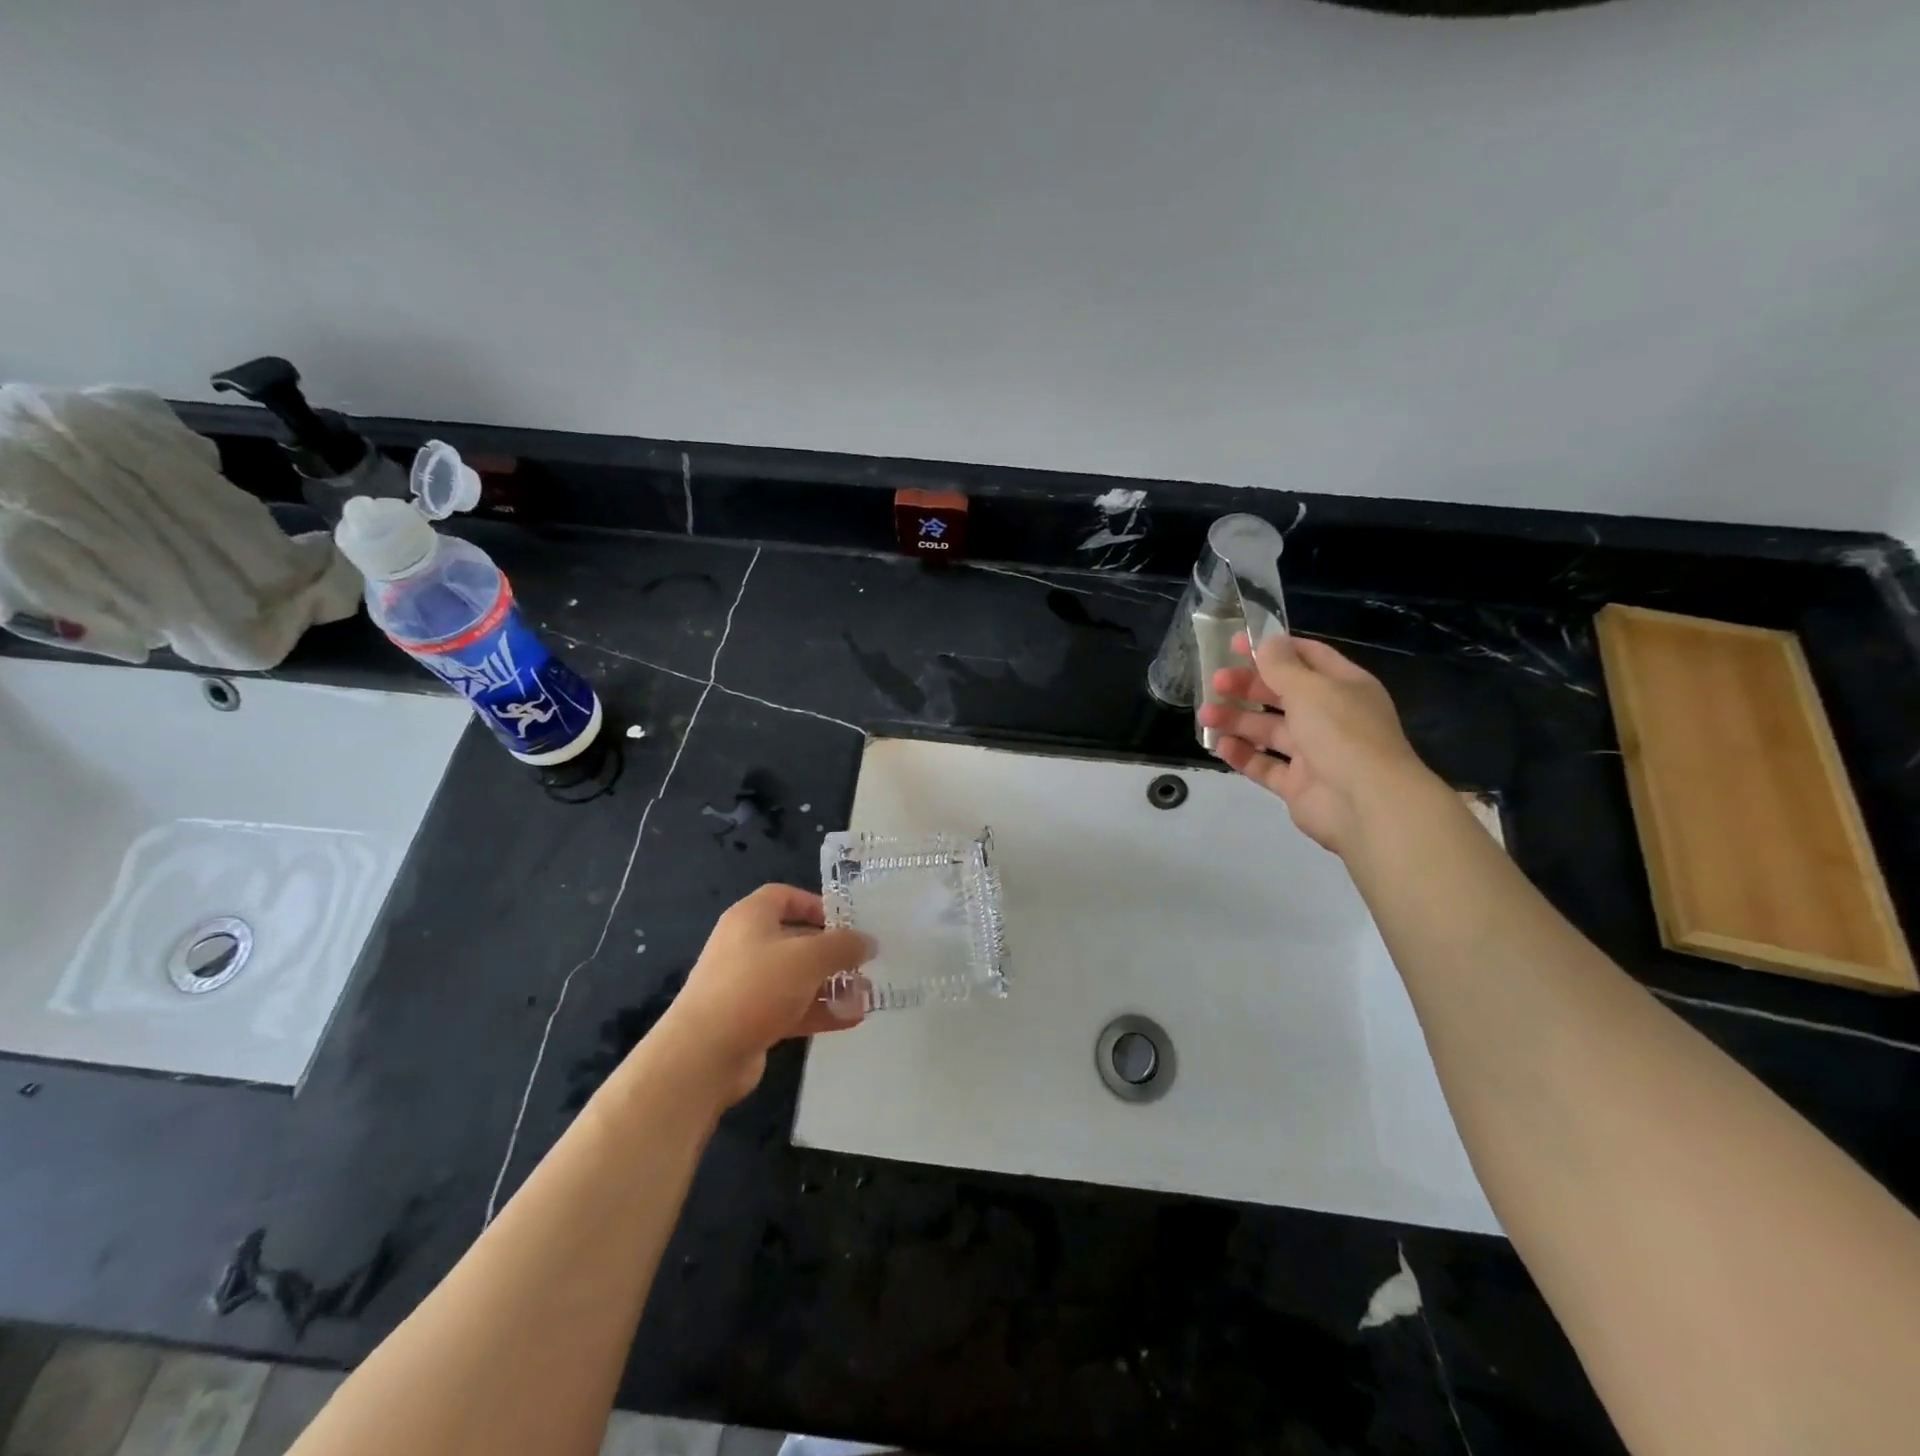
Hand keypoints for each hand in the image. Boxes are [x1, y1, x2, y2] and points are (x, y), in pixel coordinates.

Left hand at [656, 884, 873, 1104]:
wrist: (703, 1054)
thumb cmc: (756, 987)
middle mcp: (745, 946)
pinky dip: (818, 1011)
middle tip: (864, 962)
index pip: (784, 896)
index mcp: (750, 918)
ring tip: (865, 995)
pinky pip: (790, 1008)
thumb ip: (843, 946)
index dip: (815, 903)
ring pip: (795, 978)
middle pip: (794, 939)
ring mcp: (745, 985)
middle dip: (831, 951)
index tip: (846, 921)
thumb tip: (868, 941)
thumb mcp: (808, 957)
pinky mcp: (748, 1020)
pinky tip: (850, 1020)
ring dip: (829, 985)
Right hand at [1197, 634, 1439, 854]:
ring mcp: (1314, 753)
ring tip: (1206, 716)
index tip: (1235, 644)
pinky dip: (1243, 755)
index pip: (1307, 658)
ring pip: (1270, 730)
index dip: (1272, 649)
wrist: (1367, 804)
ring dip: (1237, 720)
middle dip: (1247, 686)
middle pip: (1282, 694)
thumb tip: (1266, 640)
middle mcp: (1330, 717)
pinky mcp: (1298, 785)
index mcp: (1343, 687)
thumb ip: (1281, 666)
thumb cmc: (1342, 733)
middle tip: (1215, 682)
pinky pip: (1266, 765)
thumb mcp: (1310, 688)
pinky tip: (1220, 746)